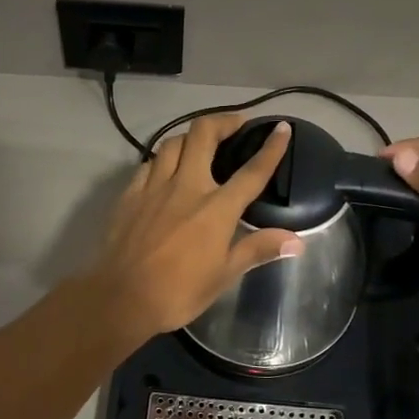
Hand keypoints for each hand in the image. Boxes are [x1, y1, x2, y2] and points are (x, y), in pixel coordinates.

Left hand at [85, 115, 302, 344]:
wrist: (121, 298)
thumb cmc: (178, 292)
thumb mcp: (224, 275)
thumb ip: (258, 249)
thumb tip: (297, 241)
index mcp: (216, 208)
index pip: (251, 171)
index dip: (271, 148)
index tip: (281, 128)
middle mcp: (186, 187)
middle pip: (203, 135)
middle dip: (223, 121)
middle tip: (235, 125)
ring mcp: (154, 187)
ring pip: (173, 143)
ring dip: (191, 137)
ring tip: (201, 144)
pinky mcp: (130, 194)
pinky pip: (148, 164)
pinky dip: (162, 160)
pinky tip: (165, 170)